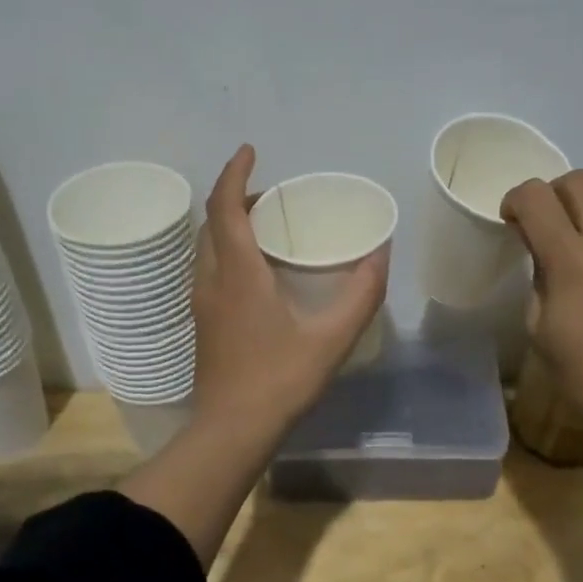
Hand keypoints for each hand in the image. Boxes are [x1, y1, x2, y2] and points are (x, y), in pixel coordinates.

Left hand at [191, 144, 386, 438]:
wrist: (232, 430)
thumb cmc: (280, 380)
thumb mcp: (332, 337)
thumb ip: (361, 293)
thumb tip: (381, 253)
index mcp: (238, 274)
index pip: (226, 207)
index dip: (235, 173)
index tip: (250, 150)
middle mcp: (211, 281)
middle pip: (212, 223)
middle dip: (234, 197)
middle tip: (268, 194)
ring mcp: (201, 304)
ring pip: (206, 248)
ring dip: (227, 225)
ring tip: (262, 226)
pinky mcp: (202, 324)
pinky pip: (208, 269)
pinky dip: (226, 251)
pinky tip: (254, 273)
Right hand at [501, 170, 582, 432]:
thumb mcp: (539, 326)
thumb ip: (539, 277)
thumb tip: (544, 255)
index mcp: (571, 258)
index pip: (536, 196)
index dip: (516, 200)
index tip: (511, 223)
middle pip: (580, 180)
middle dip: (553, 194)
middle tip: (544, 227)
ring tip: (577, 247)